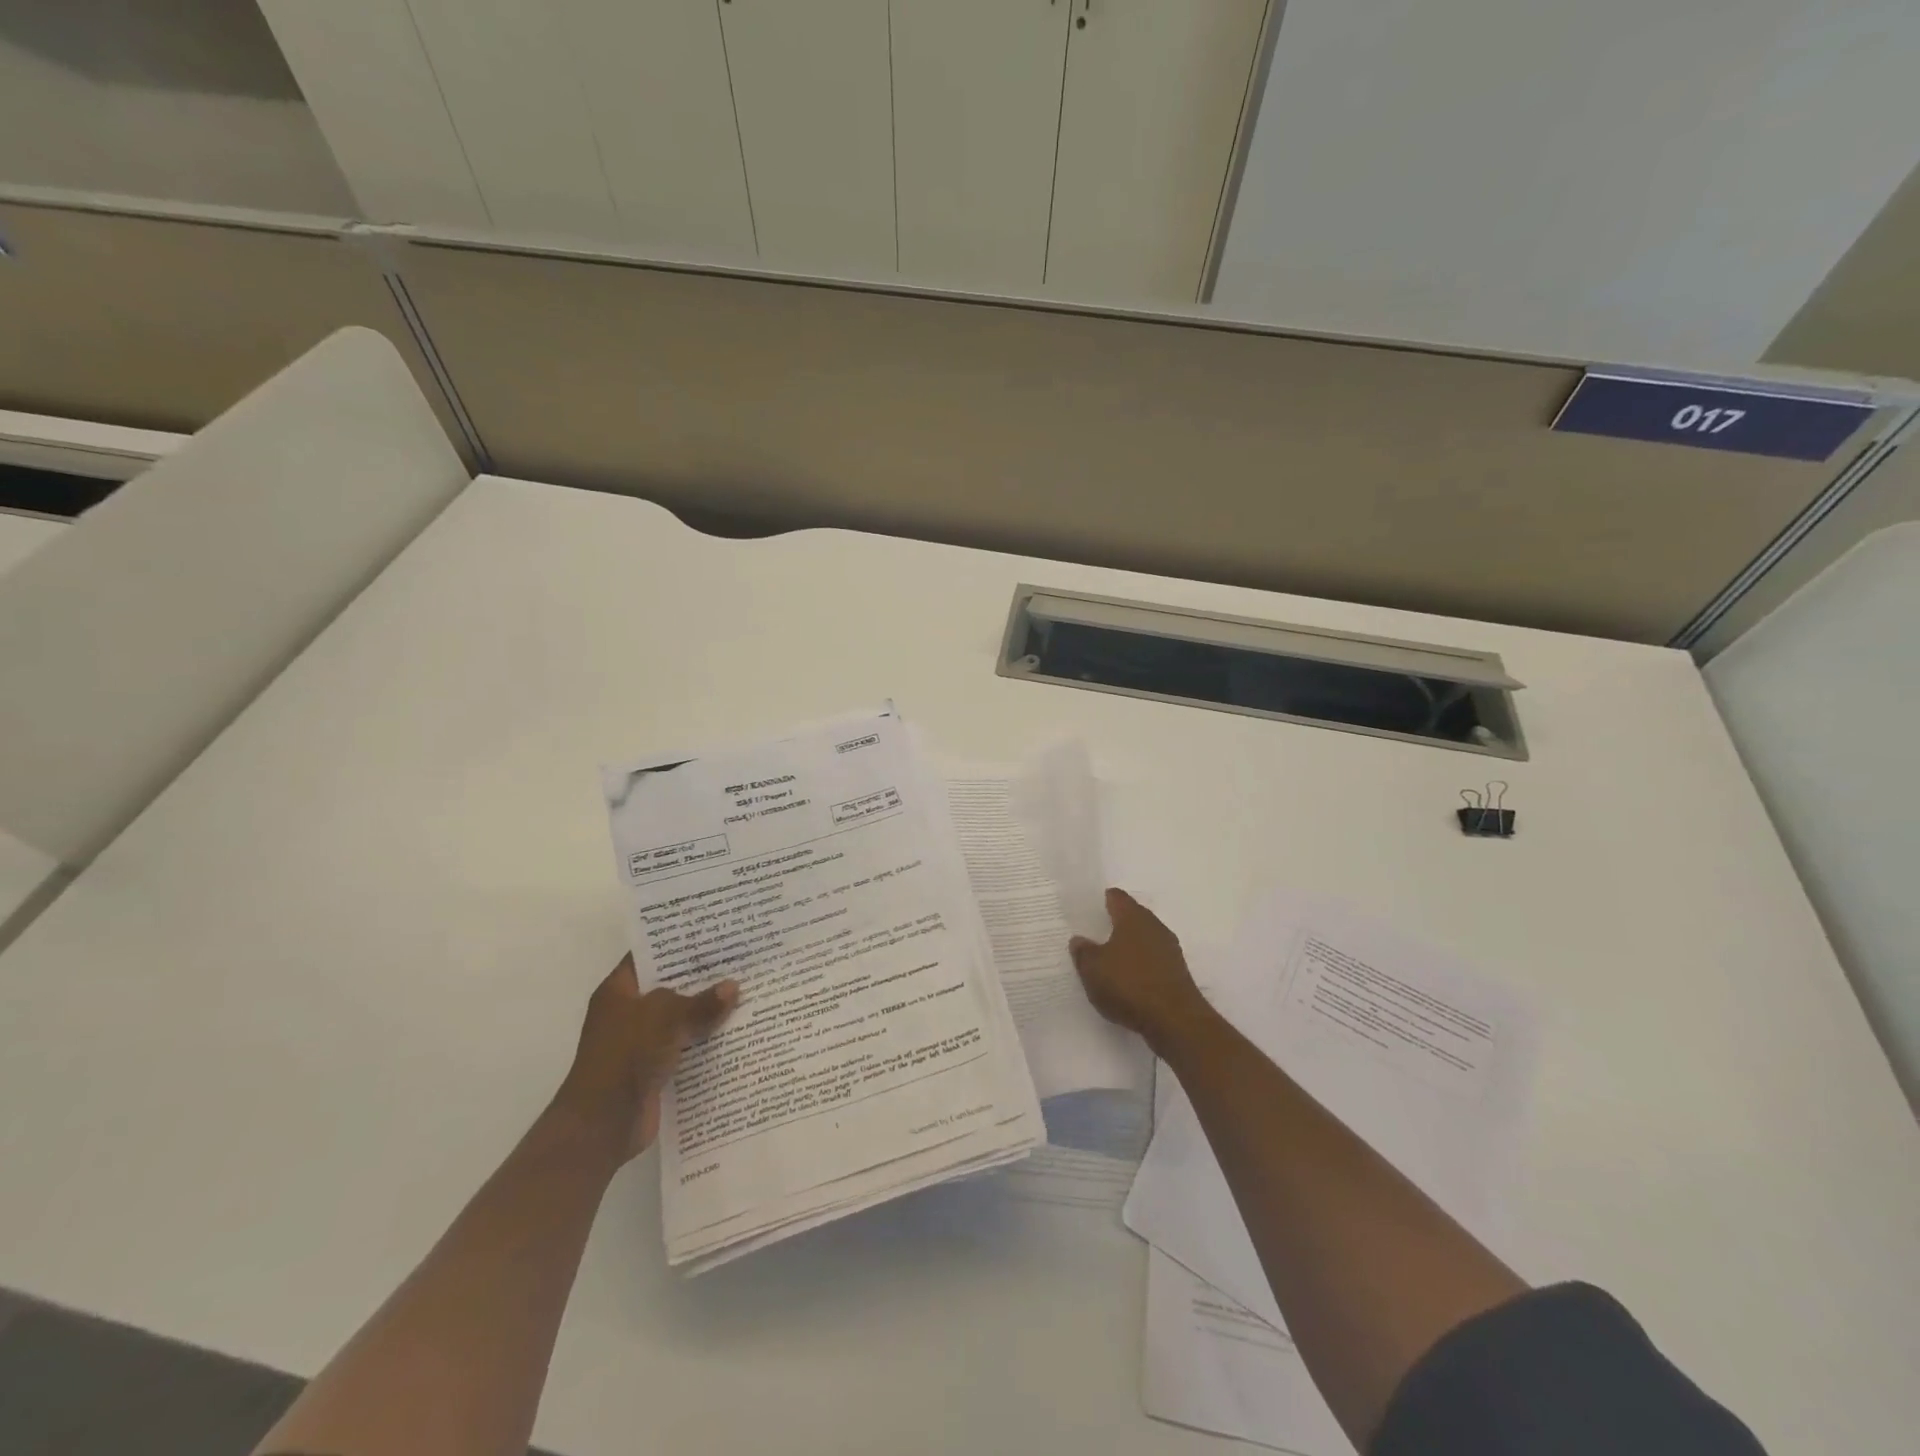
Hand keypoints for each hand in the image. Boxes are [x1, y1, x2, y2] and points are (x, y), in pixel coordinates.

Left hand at [554, 955, 737, 1162]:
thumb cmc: (626, 1055)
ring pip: (681, 1019)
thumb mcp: (666, 1016)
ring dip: (707, 1012)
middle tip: (740, 960)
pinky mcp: (655, 1070)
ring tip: (747, 992)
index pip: (649, 956)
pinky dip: (706, 1042)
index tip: (712, 933)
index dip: (677, 944)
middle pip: (670, 987)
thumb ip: (701, 1002)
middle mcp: (628, 1013)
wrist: (603, 1124)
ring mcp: (641, 1043)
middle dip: (701, 978)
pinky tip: (737, 1031)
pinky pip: (686, 1048)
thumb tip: (733, 987)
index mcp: (619, 991)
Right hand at [1069, 889, 1213, 1055]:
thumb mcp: (1093, 969)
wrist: (1175, 1021)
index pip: (1117, 897)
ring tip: (1108, 958)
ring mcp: (1170, 950)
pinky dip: (1139, 966)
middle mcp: (1154, 927)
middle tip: (1094, 933)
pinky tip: (1127, 980)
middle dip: (1115, 924)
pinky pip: (1152, 961)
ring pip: (1144, 940)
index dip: (1102, 900)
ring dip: (1129, 946)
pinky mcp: (1177, 973)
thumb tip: (1079, 940)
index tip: (1089, 908)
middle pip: (1132, 917)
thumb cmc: (1129, 985)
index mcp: (1133, 917)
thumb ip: (1083, 951)